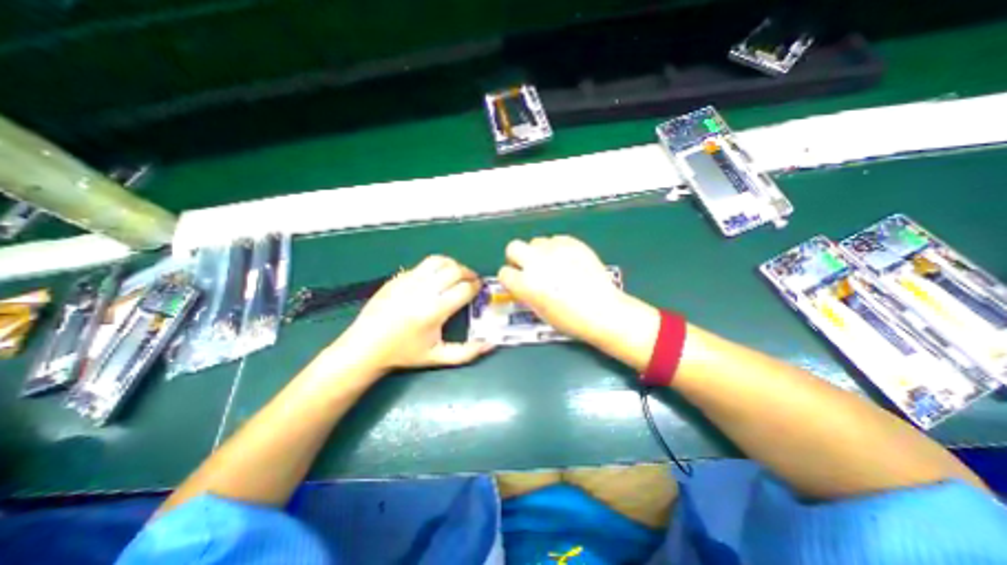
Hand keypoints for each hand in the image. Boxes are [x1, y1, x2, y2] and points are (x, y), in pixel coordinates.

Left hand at [335, 255, 493, 371]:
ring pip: (438, 261)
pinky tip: (436, 278)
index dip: (476, 287)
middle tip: (472, 281)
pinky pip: (422, 265)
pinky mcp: (398, 277)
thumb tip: (491, 343)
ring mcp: (408, 281)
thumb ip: (467, 352)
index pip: (464, 289)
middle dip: (468, 273)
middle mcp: (422, 291)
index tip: (480, 289)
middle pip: (454, 270)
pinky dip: (436, 267)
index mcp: (434, 311)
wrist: (365, 347)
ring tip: (457, 274)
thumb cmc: (404, 353)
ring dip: (453, 265)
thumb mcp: (438, 357)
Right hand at [501, 234, 631, 342]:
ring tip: (552, 265)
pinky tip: (567, 261)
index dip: (510, 279)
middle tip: (529, 267)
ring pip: (536, 242)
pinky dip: (557, 248)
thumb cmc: (570, 319)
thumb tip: (522, 284)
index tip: (517, 282)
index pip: (504, 273)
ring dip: (539, 252)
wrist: (602, 310)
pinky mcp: (572, 243)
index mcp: (525, 284)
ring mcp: (555, 250)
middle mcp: (536, 263)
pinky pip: (556, 240)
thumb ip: (526, 293)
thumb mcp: (539, 311)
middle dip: (517, 257)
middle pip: (513, 247)